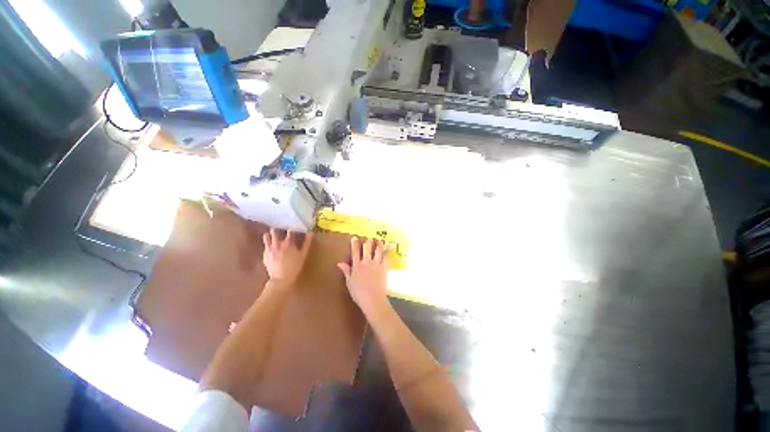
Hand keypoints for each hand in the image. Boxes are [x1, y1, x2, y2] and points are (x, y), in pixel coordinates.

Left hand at [262, 229, 313, 286]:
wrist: (281, 279)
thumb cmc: (295, 266)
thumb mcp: (303, 254)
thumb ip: (307, 242)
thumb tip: (311, 232)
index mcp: (288, 243)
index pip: (290, 230)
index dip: (292, 227)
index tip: (294, 226)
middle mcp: (277, 243)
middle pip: (275, 230)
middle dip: (278, 228)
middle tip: (281, 228)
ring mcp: (269, 249)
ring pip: (266, 236)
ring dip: (270, 235)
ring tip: (274, 236)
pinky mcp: (264, 254)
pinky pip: (265, 245)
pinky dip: (268, 244)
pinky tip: (272, 247)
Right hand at [337, 237, 389, 314]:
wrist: (372, 299)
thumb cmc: (358, 293)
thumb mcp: (349, 282)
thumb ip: (346, 271)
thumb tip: (340, 263)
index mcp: (357, 266)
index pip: (355, 252)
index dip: (354, 244)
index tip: (355, 237)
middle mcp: (366, 262)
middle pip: (367, 248)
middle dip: (368, 242)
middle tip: (369, 238)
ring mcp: (376, 264)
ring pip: (378, 250)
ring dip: (378, 244)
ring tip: (379, 240)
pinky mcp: (384, 268)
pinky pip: (386, 257)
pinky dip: (388, 251)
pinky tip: (389, 247)